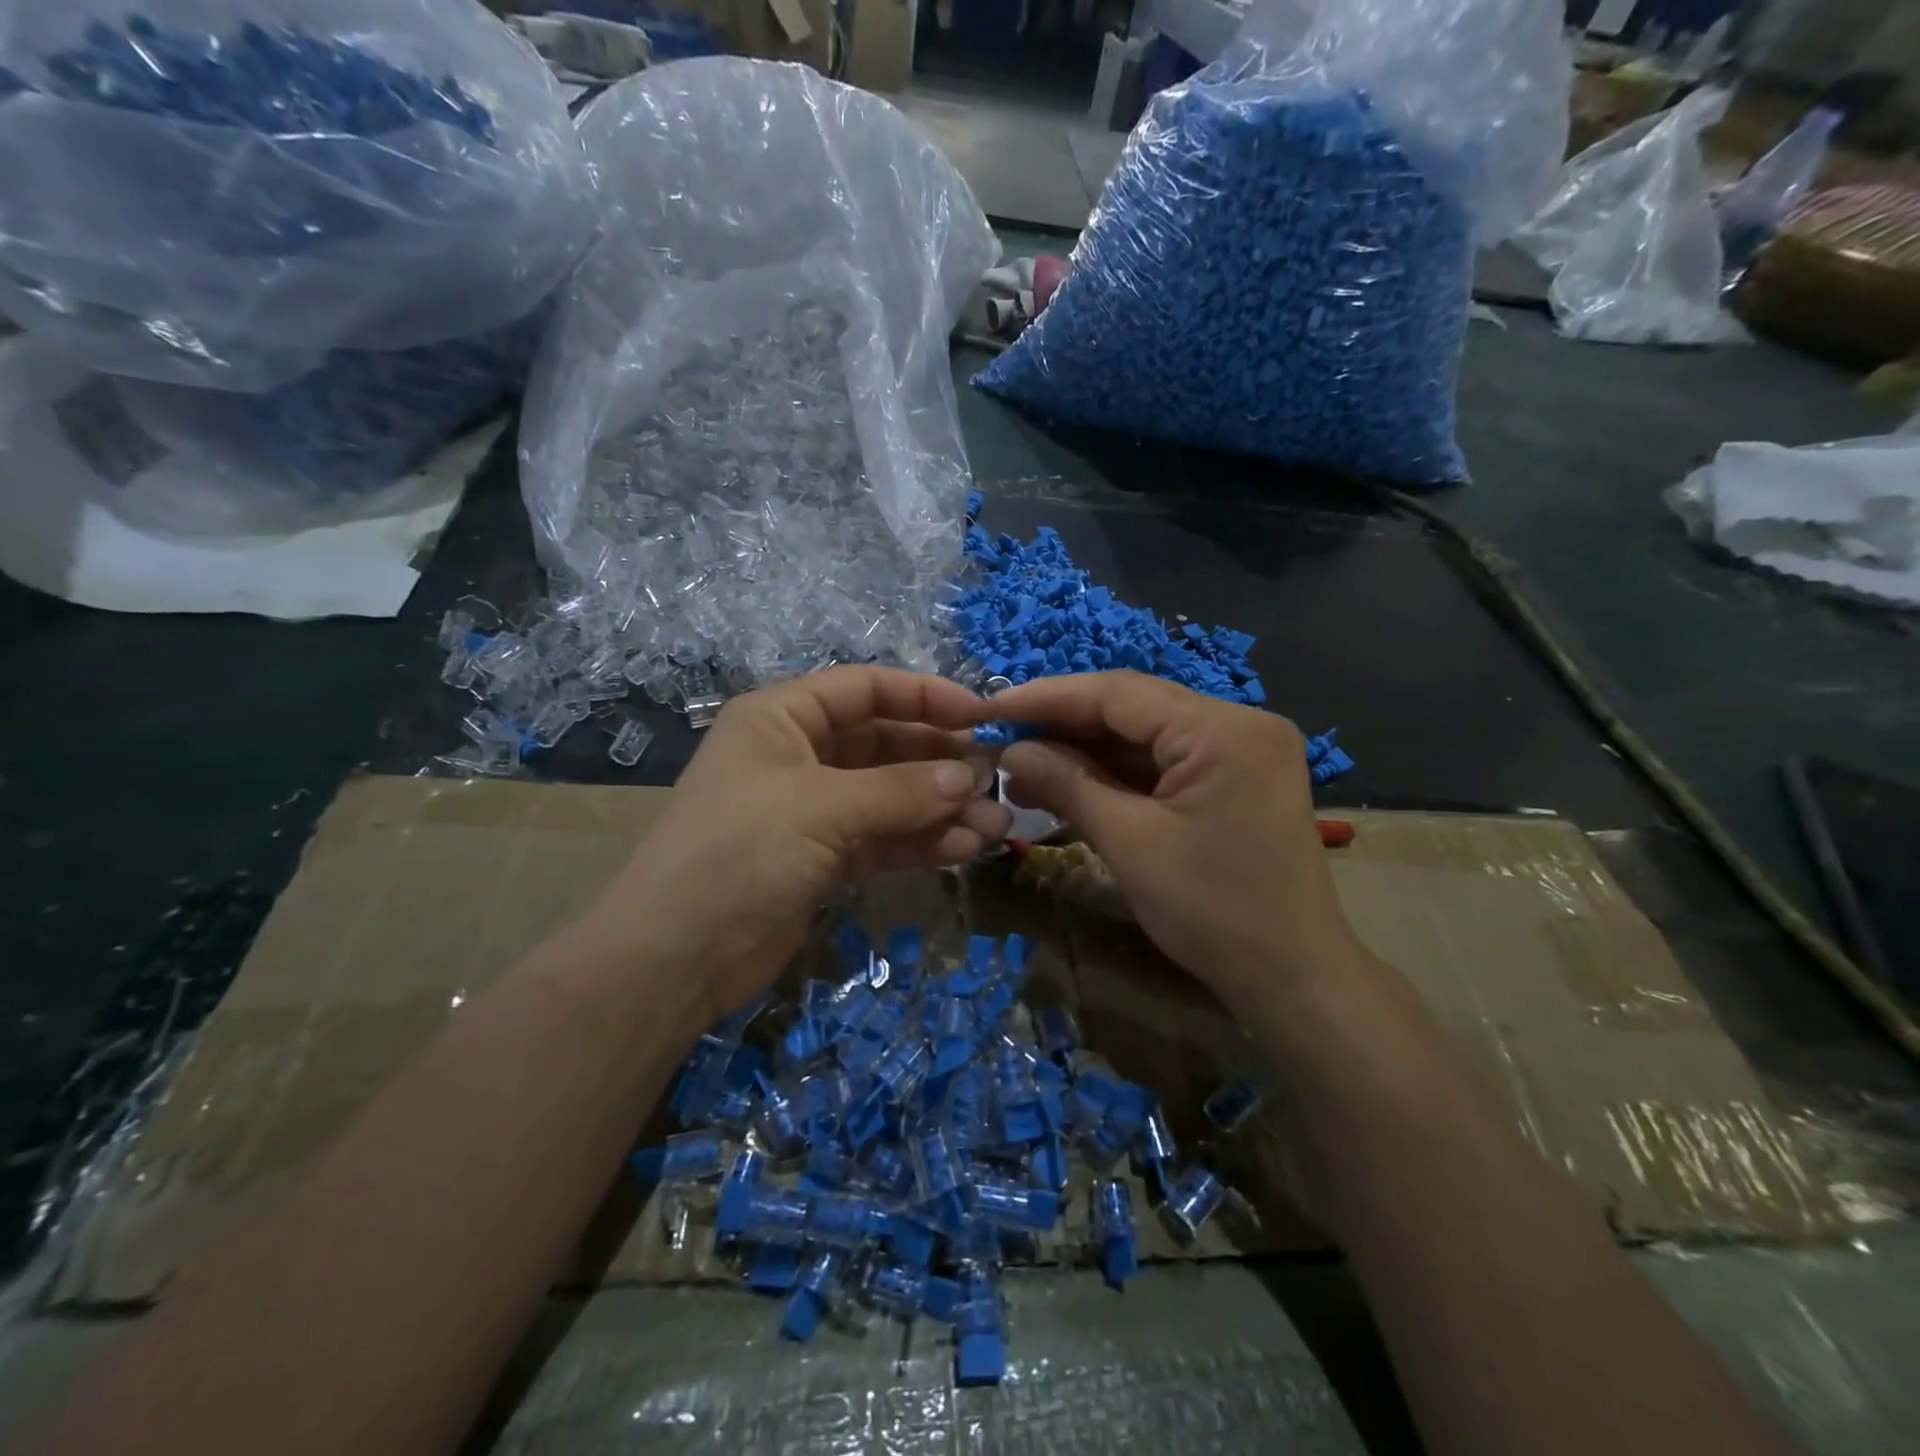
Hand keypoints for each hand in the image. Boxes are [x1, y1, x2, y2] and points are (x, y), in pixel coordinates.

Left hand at [583, 668, 1010, 1027]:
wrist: (676, 958)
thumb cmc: (739, 854)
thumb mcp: (820, 809)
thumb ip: (900, 790)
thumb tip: (968, 777)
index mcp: (783, 718)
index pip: (865, 688)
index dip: (924, 696)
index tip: (980, 716)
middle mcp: (800, 755)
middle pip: (886, 743)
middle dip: (941, 761)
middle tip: (996, 780)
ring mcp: (814, 809)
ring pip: (892, 795)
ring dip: (942, 808)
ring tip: (996, 826)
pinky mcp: (825, 858)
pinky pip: (884, 837)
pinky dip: (922, 841)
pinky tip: (965, 848)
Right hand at [983, 671, 1357, 1007]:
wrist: (1294, 978)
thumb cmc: (1213, 911)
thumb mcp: (1130, 843)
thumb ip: (1067, 785)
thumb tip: (1009, 752)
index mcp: (1222, 729)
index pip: (1119, 693)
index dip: (1047, 698)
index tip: (991, 708)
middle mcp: (1238, 723)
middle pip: (1133, 709)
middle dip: (1064, 728)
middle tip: (1002, 745)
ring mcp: (1240, 751)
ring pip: (1145, 736)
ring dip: (1086, 754)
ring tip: (1024, 773)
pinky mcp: (1234, 779)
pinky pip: (1164, 763)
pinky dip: (1116, 776)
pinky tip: (1069, 787)